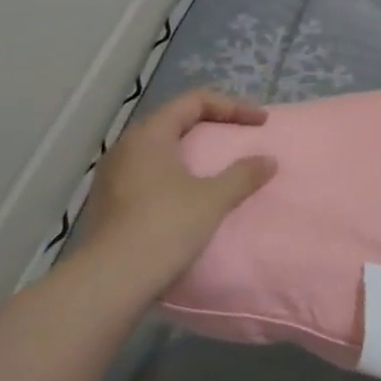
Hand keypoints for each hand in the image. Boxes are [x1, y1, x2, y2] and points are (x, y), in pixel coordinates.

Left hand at [78, 89, 276, 298]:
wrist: (113, 280)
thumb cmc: (166, 226)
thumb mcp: (214, 198)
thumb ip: (244, 174)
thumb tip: (268, 160)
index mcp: (150, 135)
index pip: (194, 101)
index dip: (232, 106)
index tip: (260, 123)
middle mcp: (127, 147)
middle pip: (175, 121)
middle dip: (212, 124)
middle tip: (240, 136)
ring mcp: (114, 176)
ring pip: (160, 149)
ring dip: (193, 151)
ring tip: (218, 165)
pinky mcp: (111, 202)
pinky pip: (151, 173)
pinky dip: (177, 174)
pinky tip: (191, 194)